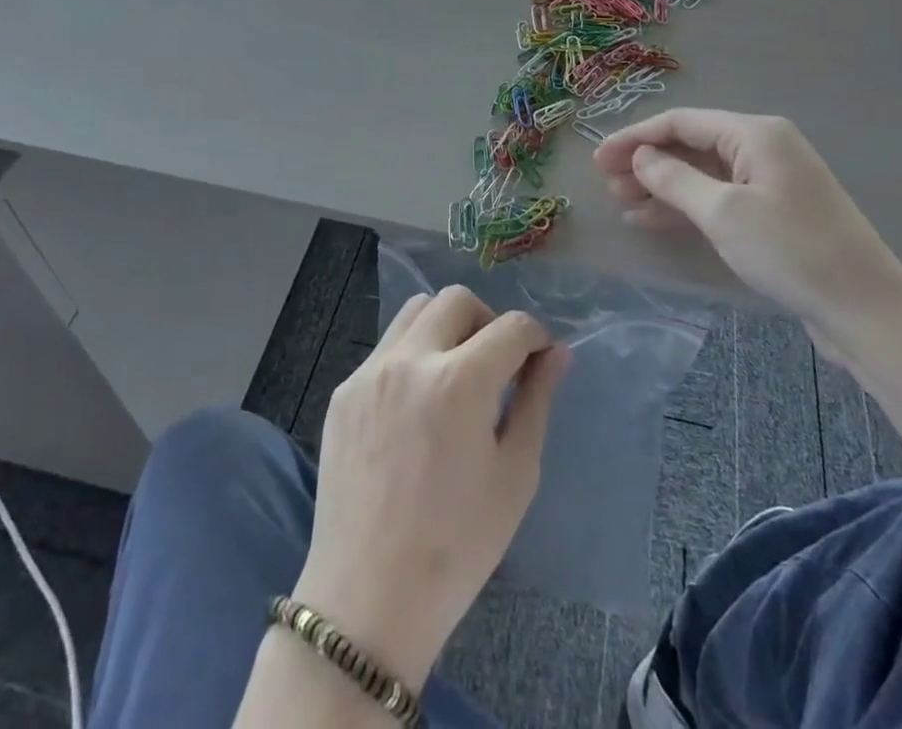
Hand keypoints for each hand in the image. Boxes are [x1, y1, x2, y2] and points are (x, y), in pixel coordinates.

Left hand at [294, 286, 569, 687]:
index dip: (534, 337)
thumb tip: (557, 353)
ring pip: (416, 310)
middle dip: (488, 322)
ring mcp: (370, 371)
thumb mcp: (515, 475)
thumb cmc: (457, 547)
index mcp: (459, 381)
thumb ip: (537, 401)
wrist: (367, 600)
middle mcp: (411, 359)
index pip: (510, 326)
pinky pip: (386, 347)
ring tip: (455, 375)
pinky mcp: (344, 390)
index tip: (538, 359)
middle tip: (496, 365)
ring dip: (446, 326)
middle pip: (458, 300)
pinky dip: (412, 355)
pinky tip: (416, 405)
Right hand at [595, 109, 901, 355]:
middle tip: (606, 184)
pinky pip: (719, 199)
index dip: (636, 138)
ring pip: (703, 174)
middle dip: (647, 162)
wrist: (866, 310)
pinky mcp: (774, 214)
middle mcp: (763, 148)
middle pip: (692, 145)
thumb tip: (642, 157)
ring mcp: (771, 182)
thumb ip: (675, 179)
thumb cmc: (791, 251)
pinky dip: (686, 207)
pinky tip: (652, 220)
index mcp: (755, 133)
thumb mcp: (724, 213)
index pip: (682, 122)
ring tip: (621, 203)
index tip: (598, 159)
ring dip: (662, 186)